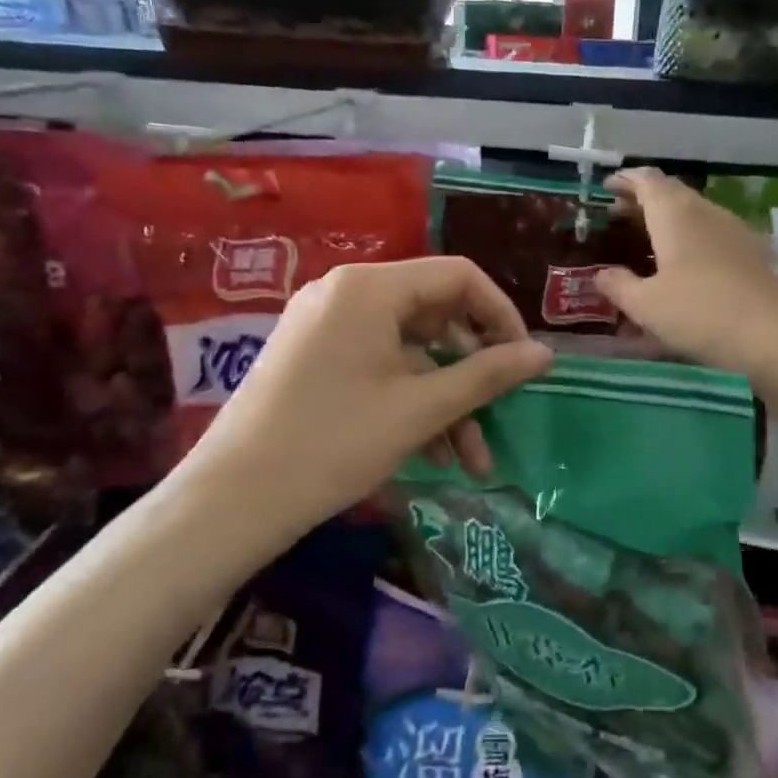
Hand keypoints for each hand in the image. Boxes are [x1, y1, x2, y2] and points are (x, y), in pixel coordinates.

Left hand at [181, 258, 552, 540]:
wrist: (232, 501)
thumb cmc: (334, 443)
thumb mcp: (421, 409)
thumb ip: (487, 375)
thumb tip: (545, 354)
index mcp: (370, 288)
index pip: (459, 277)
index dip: (501, 315)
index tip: (524, 361)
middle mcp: (346, 293)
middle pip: (435, 314)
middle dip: (474, 370)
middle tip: (502, 411)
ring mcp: (326, 326)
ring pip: (410, 351)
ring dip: (447, 399)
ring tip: (472, 461)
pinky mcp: (314, 358)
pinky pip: (380, 367)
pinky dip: (411, 402)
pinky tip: (434, 453)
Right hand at [594, 168, 777, 387]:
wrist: (774, 338)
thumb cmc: (700, 313)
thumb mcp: (645, 305)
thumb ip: (618, 285)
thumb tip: (601, 274)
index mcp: (675, 213)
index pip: (646, 181)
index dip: (625, 181)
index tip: (606, 188)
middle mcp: (706, 212)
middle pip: (671, 193)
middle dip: (643, 200)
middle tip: (618, 216)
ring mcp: (734, 231)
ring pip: (693, 213)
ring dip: (667, 220)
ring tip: (646, 240)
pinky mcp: (751, 254)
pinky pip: (711, 234)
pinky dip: (689, 239)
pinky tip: (684, 265)